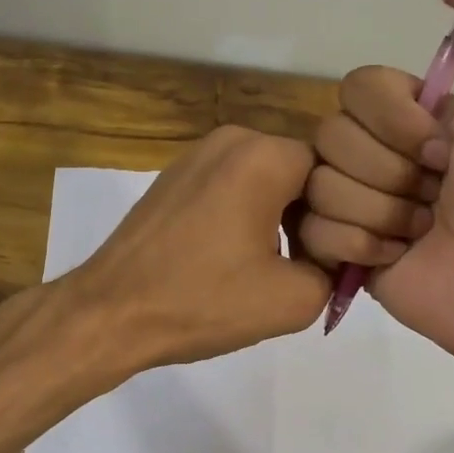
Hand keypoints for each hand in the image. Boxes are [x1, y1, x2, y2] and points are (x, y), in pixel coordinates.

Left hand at [63, 125, 330, 368]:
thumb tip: (333, 257)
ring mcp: (195, 156)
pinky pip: (230, 187)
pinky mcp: (173, 179)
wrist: (111, 313)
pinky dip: (244, 216)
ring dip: (278, 218)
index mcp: (263, 156)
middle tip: (306, 266)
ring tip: (268, 268)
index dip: (343, 216)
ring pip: (265, 180)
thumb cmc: (203, 301)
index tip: (331, 257)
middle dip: (310, 216)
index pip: (334, 172)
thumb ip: (335, 270)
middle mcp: (231, 139)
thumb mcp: (294, 299)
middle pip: (299, 171)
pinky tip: (232, 259)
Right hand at [299, 0, 453, 356]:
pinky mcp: (339, 252)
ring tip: (421, 231)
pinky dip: (359, 245)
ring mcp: (355, 205)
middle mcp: (378, 155)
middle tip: (437, 195)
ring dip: (380, 211)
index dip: (393, 119)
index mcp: (412, 116)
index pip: (354, 88)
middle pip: (329, 136)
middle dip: (390, 171)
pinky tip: (397, 257)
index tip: (444, 147)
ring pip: (318, 184)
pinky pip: (311, 231)